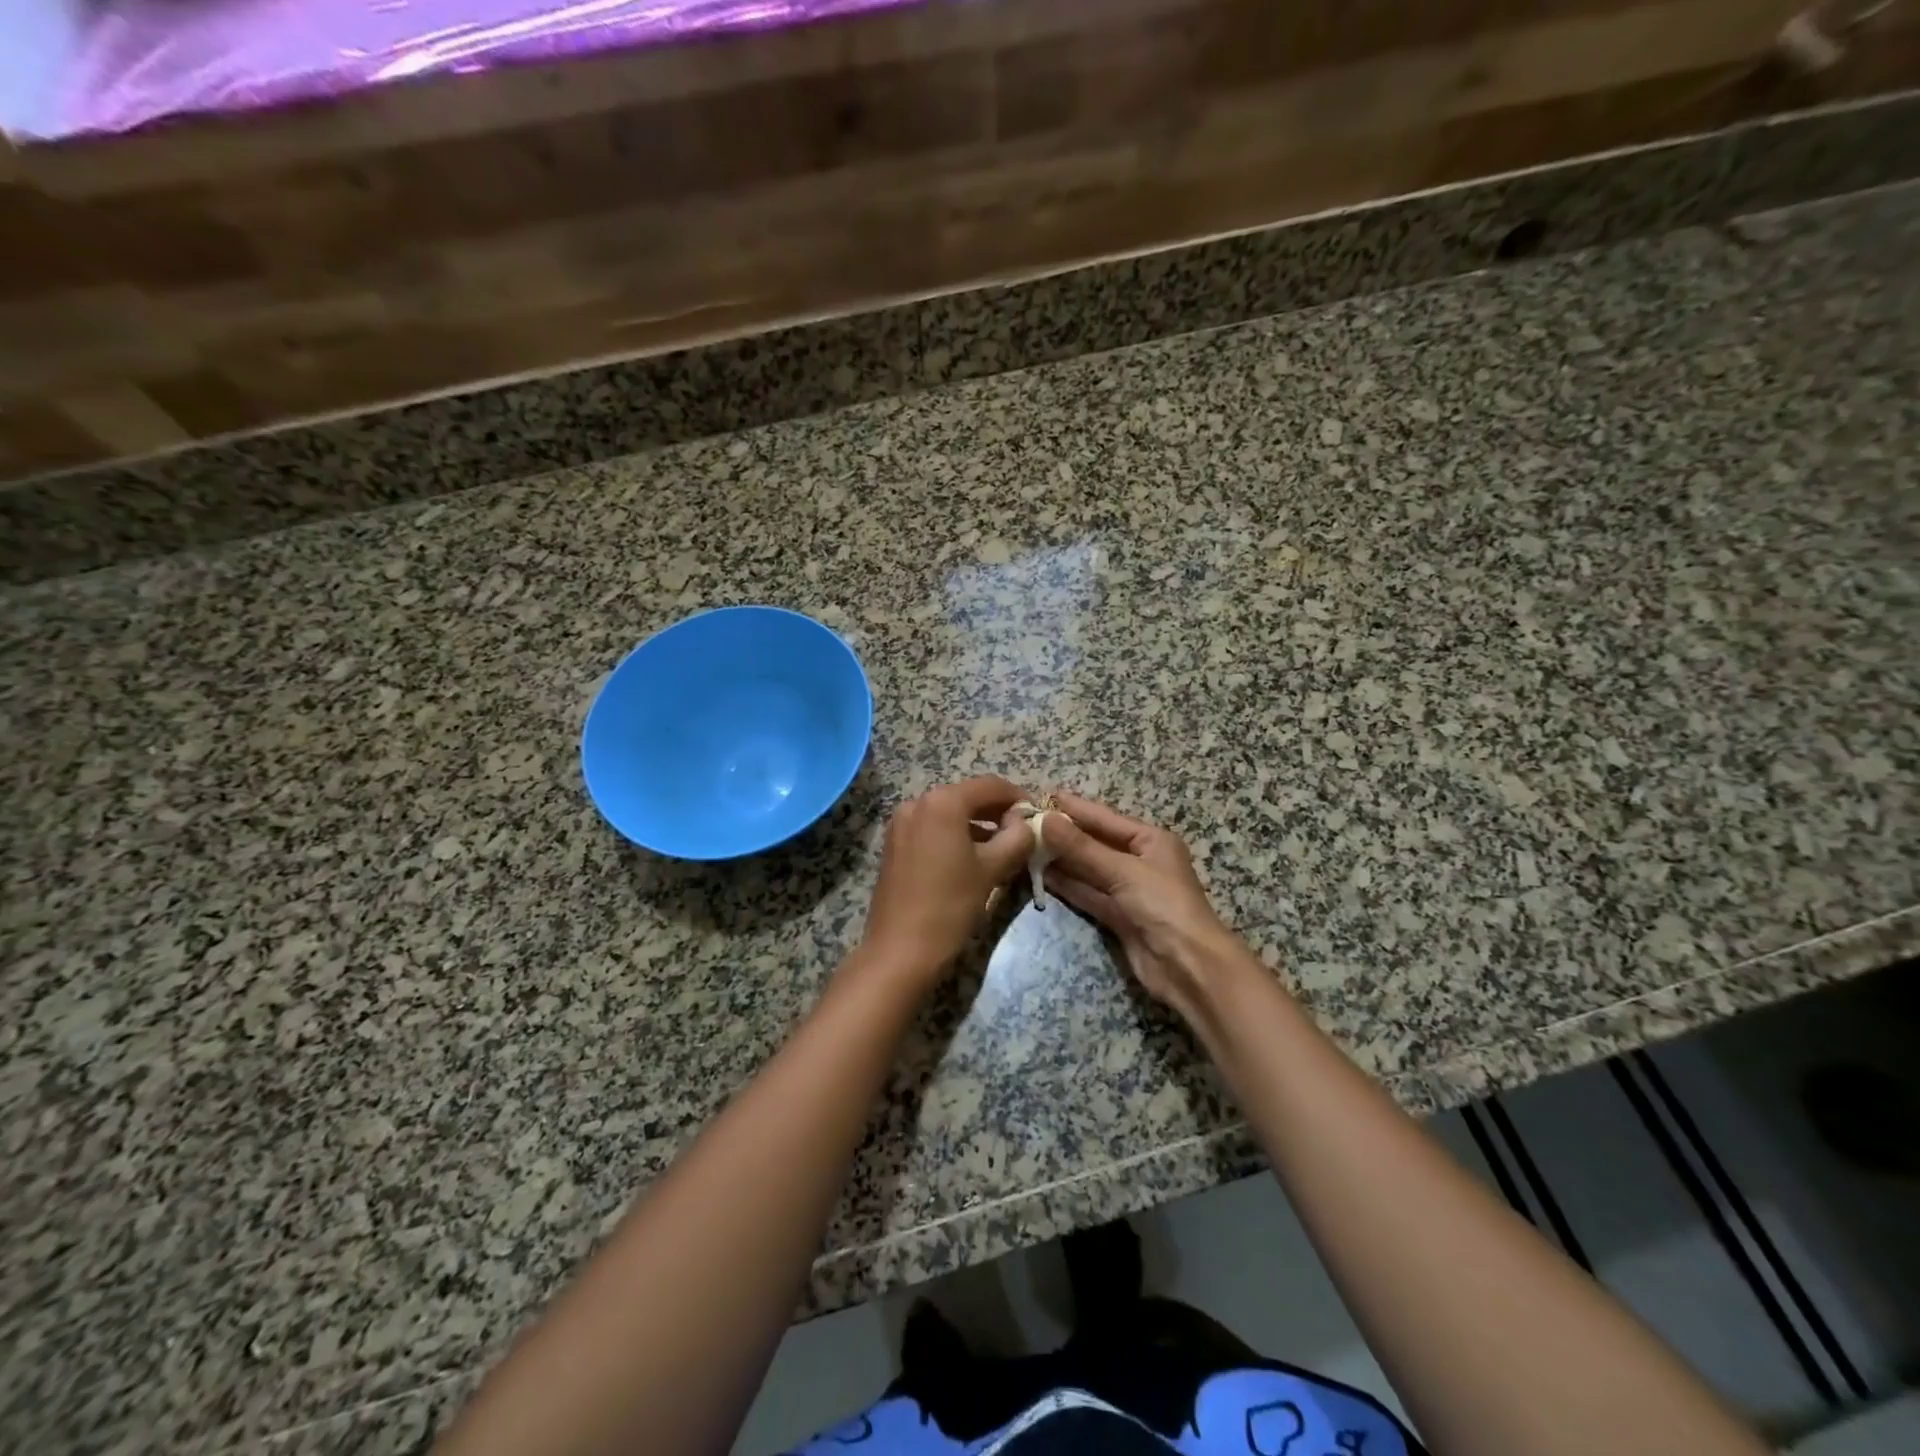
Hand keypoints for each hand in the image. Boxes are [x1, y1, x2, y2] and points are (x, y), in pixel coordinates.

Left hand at [857, 776, 1033, 986]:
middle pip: (967, 797)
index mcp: (942, 802)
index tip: (1038, 815)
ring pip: (949, 813)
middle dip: (997, 811)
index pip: (990, 786)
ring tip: (1003, 847)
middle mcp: (917, 802)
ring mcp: (901, 823)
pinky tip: (973, 857)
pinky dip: (955, 835)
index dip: (1018, 797)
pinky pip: (932, 828)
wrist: (900, 949)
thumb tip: (1026, 823)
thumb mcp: (993, 870)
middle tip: (1023, 832)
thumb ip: (1017, 838)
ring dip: (977, 824)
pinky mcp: (894, 844)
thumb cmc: (950, 905)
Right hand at [1040, 791, 1248, 1015]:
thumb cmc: (1164, 906)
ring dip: (1061, 859)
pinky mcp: (1118, 916)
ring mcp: (1128, 890)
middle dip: (1064, 833)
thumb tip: (1045, 820)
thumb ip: (1082, 847)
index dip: (1075, 808)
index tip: (1044, 795)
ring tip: (1026, 845)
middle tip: (1027, 821)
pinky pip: (1088, 893)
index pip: (1105, 818)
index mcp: (1151, 840)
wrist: (1188, 966)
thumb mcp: (1123, 871)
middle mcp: (1140, 861)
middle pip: (1095, 842)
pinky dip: (1067, 885)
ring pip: (1088, 869)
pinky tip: (1042, 874)